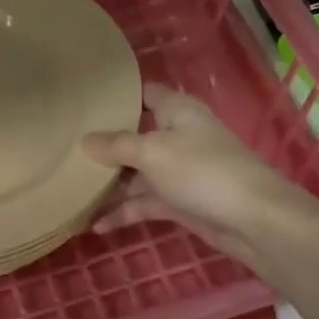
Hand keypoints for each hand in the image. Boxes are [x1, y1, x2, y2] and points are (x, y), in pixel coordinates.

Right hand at [82, 83, 316, 271]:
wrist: (253, 220)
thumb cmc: (202, 171)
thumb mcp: (152, 152)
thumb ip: (116, 145)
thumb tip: (85, 140)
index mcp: (177, 111)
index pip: (145, 93)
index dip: (118, 94)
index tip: (85, 100)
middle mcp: (178, 136)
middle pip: (135, 135)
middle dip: (104, 144)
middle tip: (65, 148)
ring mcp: (179, 171)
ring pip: (137, 173)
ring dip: (110, 184)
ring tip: (72, 191)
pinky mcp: (181, 202)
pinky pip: (145, 202)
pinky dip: (124, 212)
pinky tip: (96, 225)